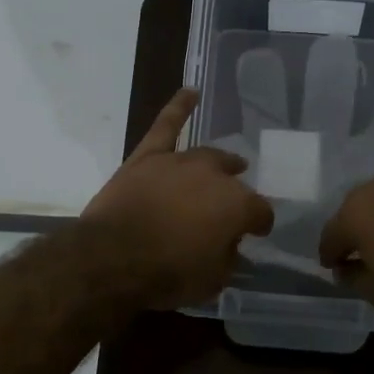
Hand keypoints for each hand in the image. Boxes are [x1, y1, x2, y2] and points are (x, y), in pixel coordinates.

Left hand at [82, 87, 275, 309]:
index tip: (255, 233)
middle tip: (232, 209)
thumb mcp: (212, 281)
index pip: (261, 212)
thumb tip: (232, 247)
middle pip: (234, 181)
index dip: (259, 224)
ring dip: (220, 162)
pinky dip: (178, 107)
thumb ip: (228, 259)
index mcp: (238, 206)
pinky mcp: (148, 156)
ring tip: (231, 164)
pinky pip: (166, 125)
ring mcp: (180, 161)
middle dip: (238, 194)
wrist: (113, 257)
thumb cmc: (167, 274)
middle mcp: (214, 176)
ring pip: (207, 156)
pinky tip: (190, 92)